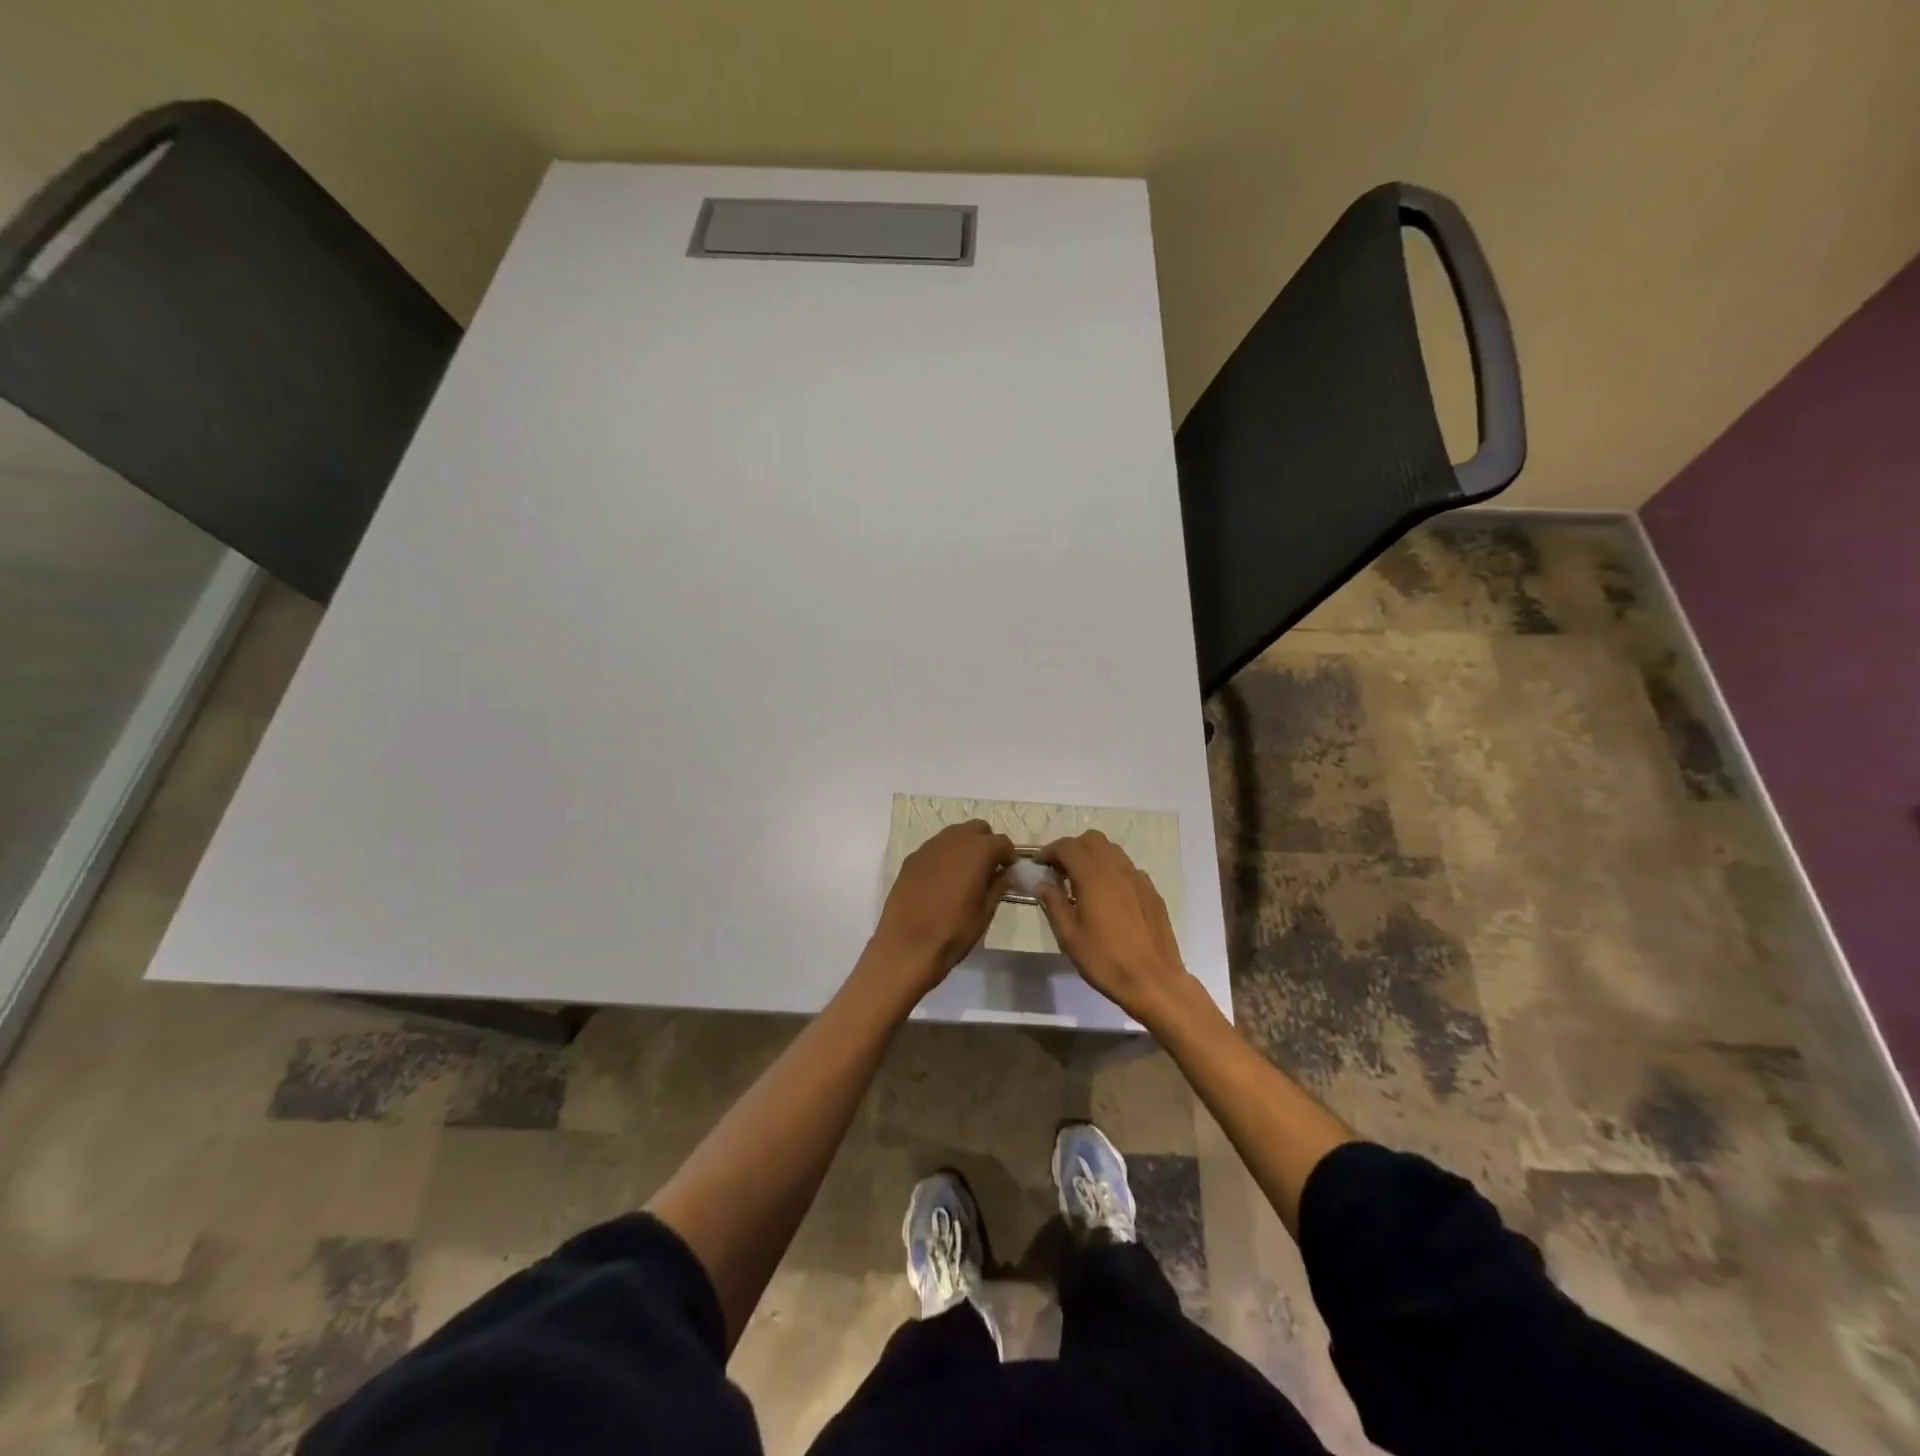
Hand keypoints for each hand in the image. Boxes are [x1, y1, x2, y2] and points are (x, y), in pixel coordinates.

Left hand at [866, 821, 1014, 996]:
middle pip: (977, 829)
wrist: (907, 946)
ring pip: (954, 835)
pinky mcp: (911, 859)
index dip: (1008, 856)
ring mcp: (929, 847)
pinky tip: (942, 881)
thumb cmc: (954, 931)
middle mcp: (953, 840)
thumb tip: (1004, 873)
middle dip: (986, 844)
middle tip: (988, 869)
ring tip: (965, 874)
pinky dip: (944, 857)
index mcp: (977, 851)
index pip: (1002, 842)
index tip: (1008, 872)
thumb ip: (998, 886)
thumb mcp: (985, 912)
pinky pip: (935, 848)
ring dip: (964, 847)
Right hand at [1034, 831, 1193, 1024]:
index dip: (1050, 851)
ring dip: (1093, 856)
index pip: (1068, 846)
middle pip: (1092, 840)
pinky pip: (1128, 868)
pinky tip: (1108, 897)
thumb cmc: (1106, 961)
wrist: (1154, 981)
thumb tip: (1042, 884)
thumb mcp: (1069, 937)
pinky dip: (1112, 871)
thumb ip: (1054, 905)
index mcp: (1093, 877)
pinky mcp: (1152, 891)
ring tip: (1082, 881)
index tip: (1040, 865)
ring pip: (1112, 850)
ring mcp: (1138, 878)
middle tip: (1060, 871)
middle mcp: (1117, 869)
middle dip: (1073, 848)